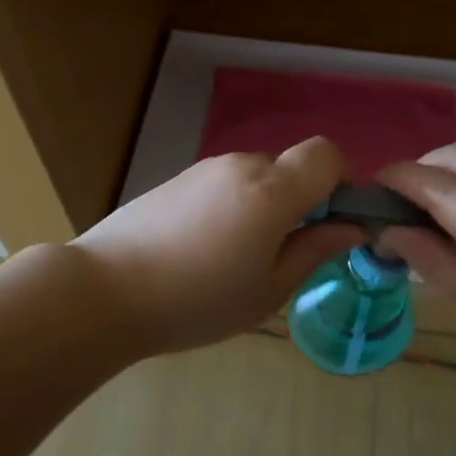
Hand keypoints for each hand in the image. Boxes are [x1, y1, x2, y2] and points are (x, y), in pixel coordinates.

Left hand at [70, 138, 367, 357]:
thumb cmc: (196, 301)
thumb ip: (315, 250)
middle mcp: (242, 166)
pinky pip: (225, 184)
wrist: (104, 291)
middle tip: (282, 255)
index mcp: (271, 191)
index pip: (327, 154)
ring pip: (257, 178)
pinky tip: (204, 250)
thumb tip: (352, 227)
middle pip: (291, 168)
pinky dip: (233, 208)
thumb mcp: (268, 290)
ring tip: (236, 260)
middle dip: (300, 203)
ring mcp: (206, 169)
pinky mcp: (178, 179)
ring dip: (264, 207)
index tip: (333, 222)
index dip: (342, 181)